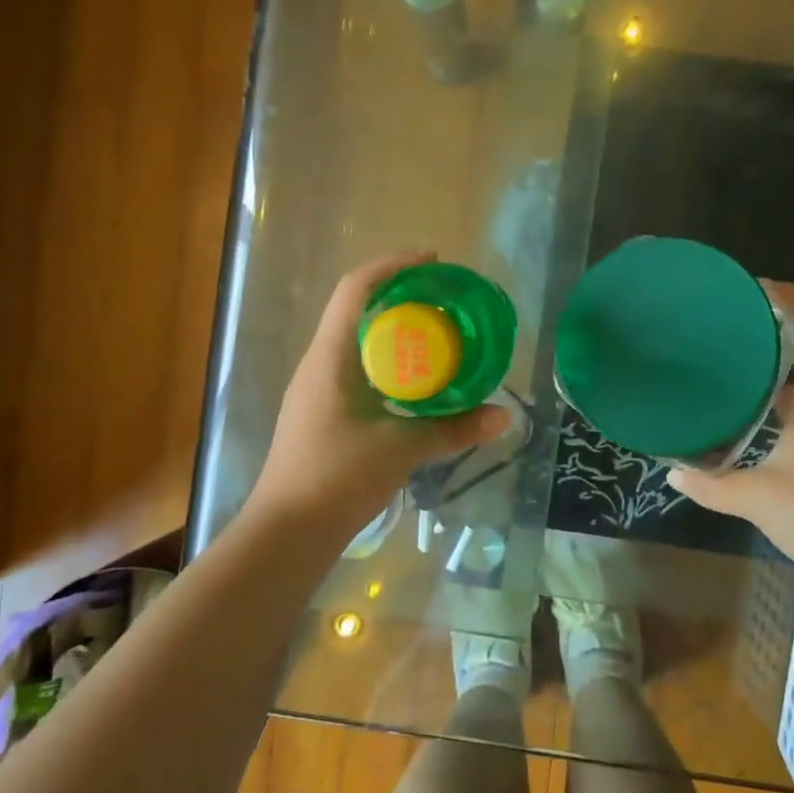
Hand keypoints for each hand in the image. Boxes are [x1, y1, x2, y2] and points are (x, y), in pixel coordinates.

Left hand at [248, 254, 511, 537]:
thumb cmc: (337, 478)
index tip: (433, 261)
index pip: (356, 289)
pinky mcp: (322, 410)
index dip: (393, 265)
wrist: (288, 531)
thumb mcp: (401, 449)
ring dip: (394, 327)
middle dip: (401, 294)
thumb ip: (453, 429)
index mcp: (331, 357)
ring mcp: (317, 387)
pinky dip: (388, 359)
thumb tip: (505, 416)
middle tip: (445, 298)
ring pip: (357, 338)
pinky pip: (358, 366)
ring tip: (437, 332)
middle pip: (358, 307)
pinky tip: (415, 378)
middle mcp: (320, 362)